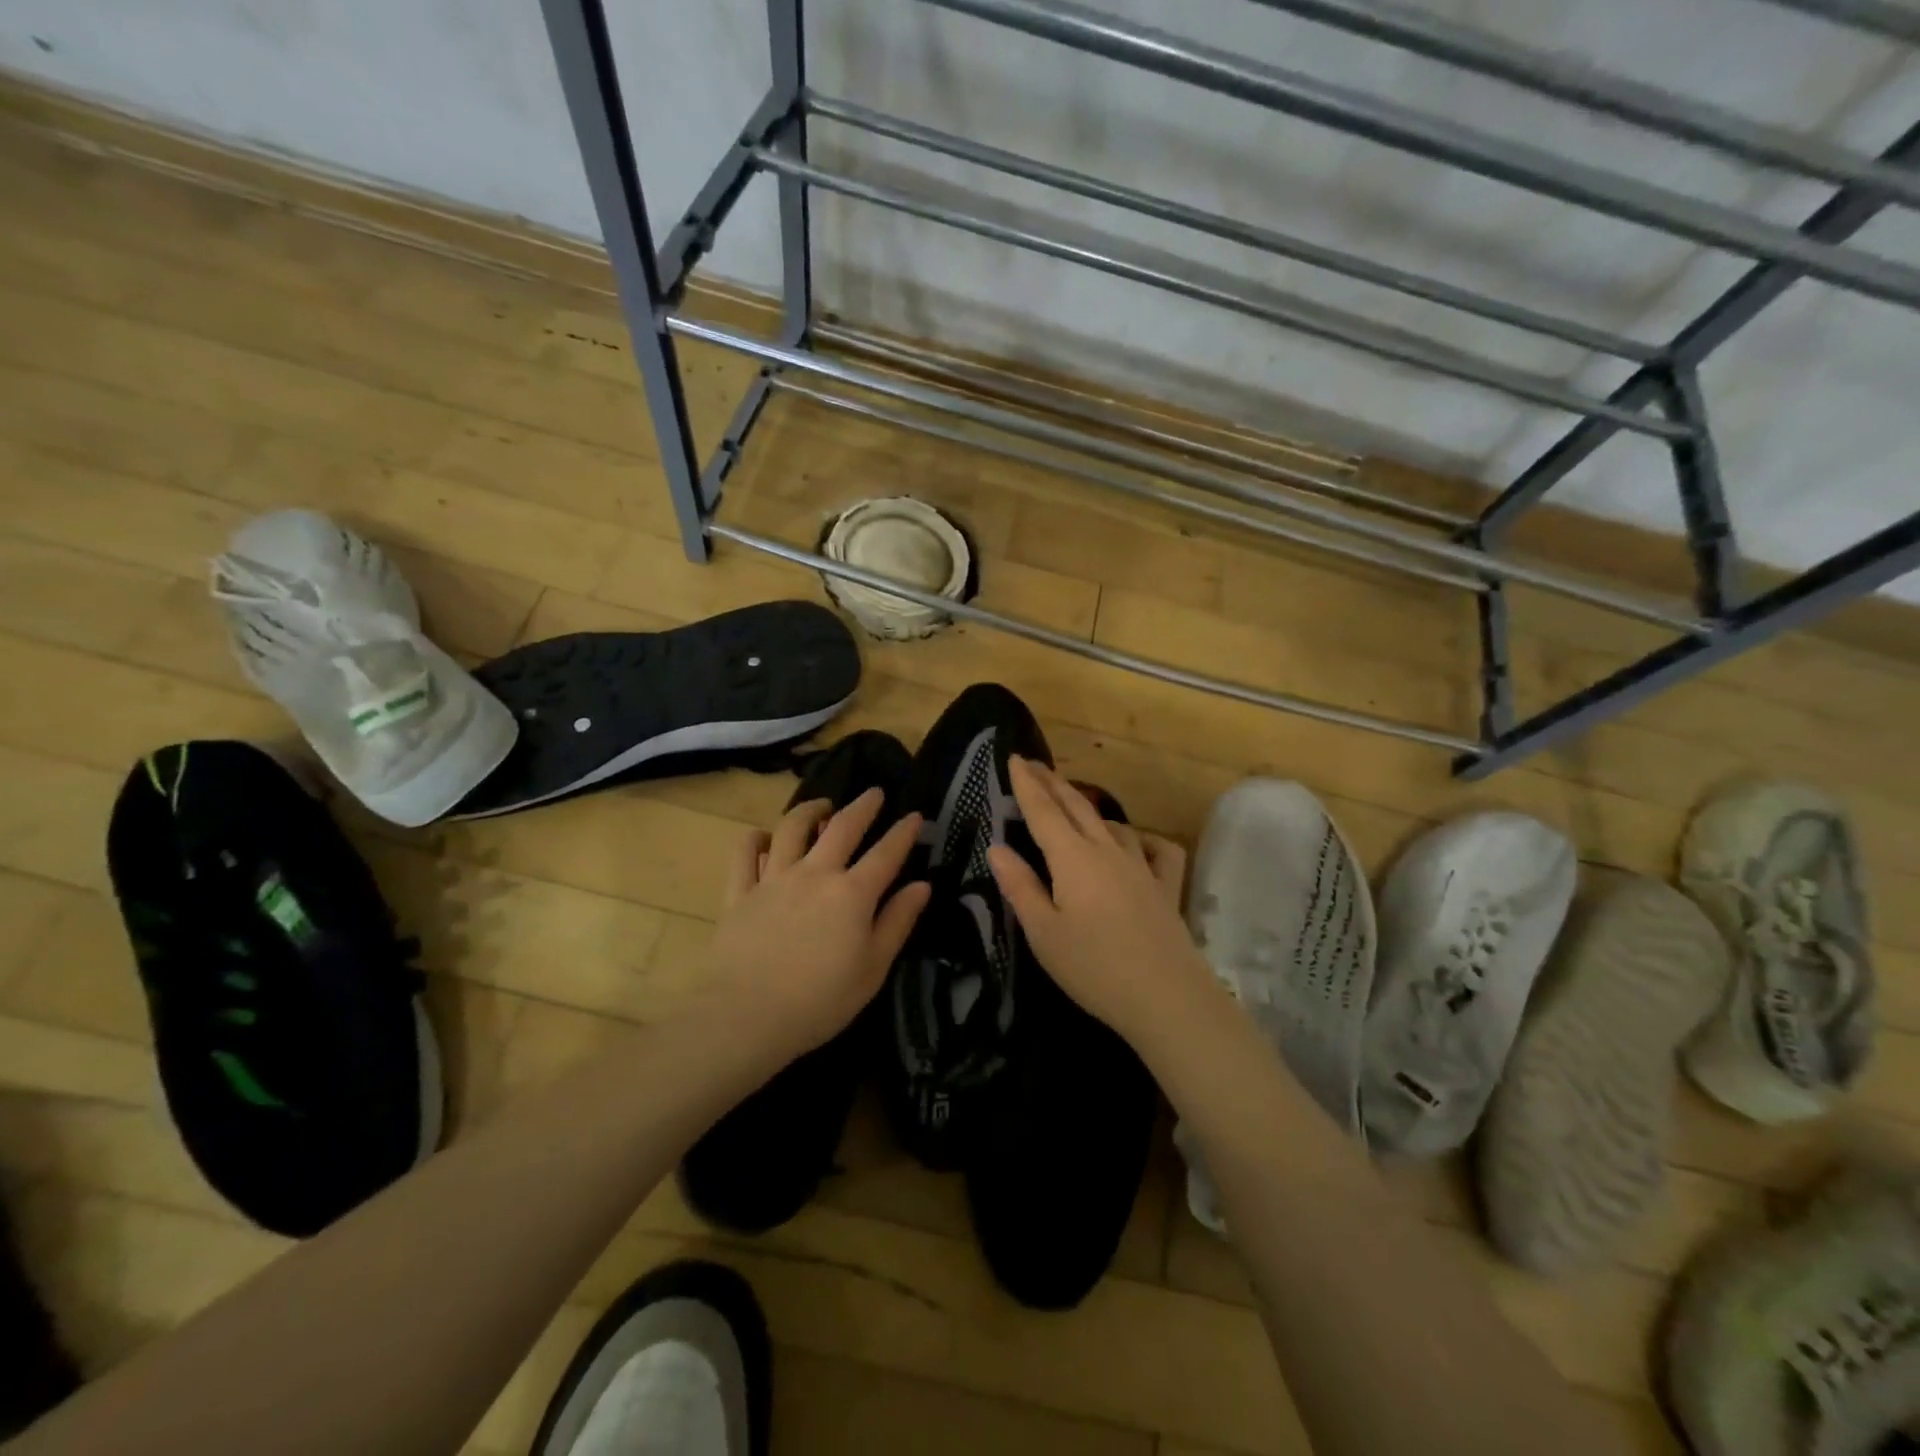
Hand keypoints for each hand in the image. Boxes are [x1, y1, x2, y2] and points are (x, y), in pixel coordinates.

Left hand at [705, 788, 929, 1058]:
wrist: (746, 1016)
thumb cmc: (820, 1001)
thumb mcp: (873, 968)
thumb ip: (898, 922)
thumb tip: (922, 885)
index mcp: (853, 894)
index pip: (886, 853)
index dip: (903, 832)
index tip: (915, 815)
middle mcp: (815, 874)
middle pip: (842, 827)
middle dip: (862, 806)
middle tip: (874, 792)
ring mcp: (773, 879)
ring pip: (791, 829)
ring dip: (810, 810)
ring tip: (821, 806)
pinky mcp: (740, 893)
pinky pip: (745, 855)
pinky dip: (755, 840)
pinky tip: (763, 838)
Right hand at [987, 757, 1213, 1046]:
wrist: (1167, 998)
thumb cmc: (1094, 968)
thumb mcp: (1044, 933)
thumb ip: (1020, 887)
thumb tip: (997, 848)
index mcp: (1073, 859)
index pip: (1044, 811)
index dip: (1027, 784)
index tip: (1015, 758)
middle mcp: (1107, 851)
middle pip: (1077, 806)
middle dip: (1053, 782)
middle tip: (1034, 764)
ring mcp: (1141, 866)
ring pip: (1112, 824)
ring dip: (1088, 807)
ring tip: (1073, 803)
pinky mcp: (1166, 886)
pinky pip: (1157, 848)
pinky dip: (1142, 838)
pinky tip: (1135, 842)